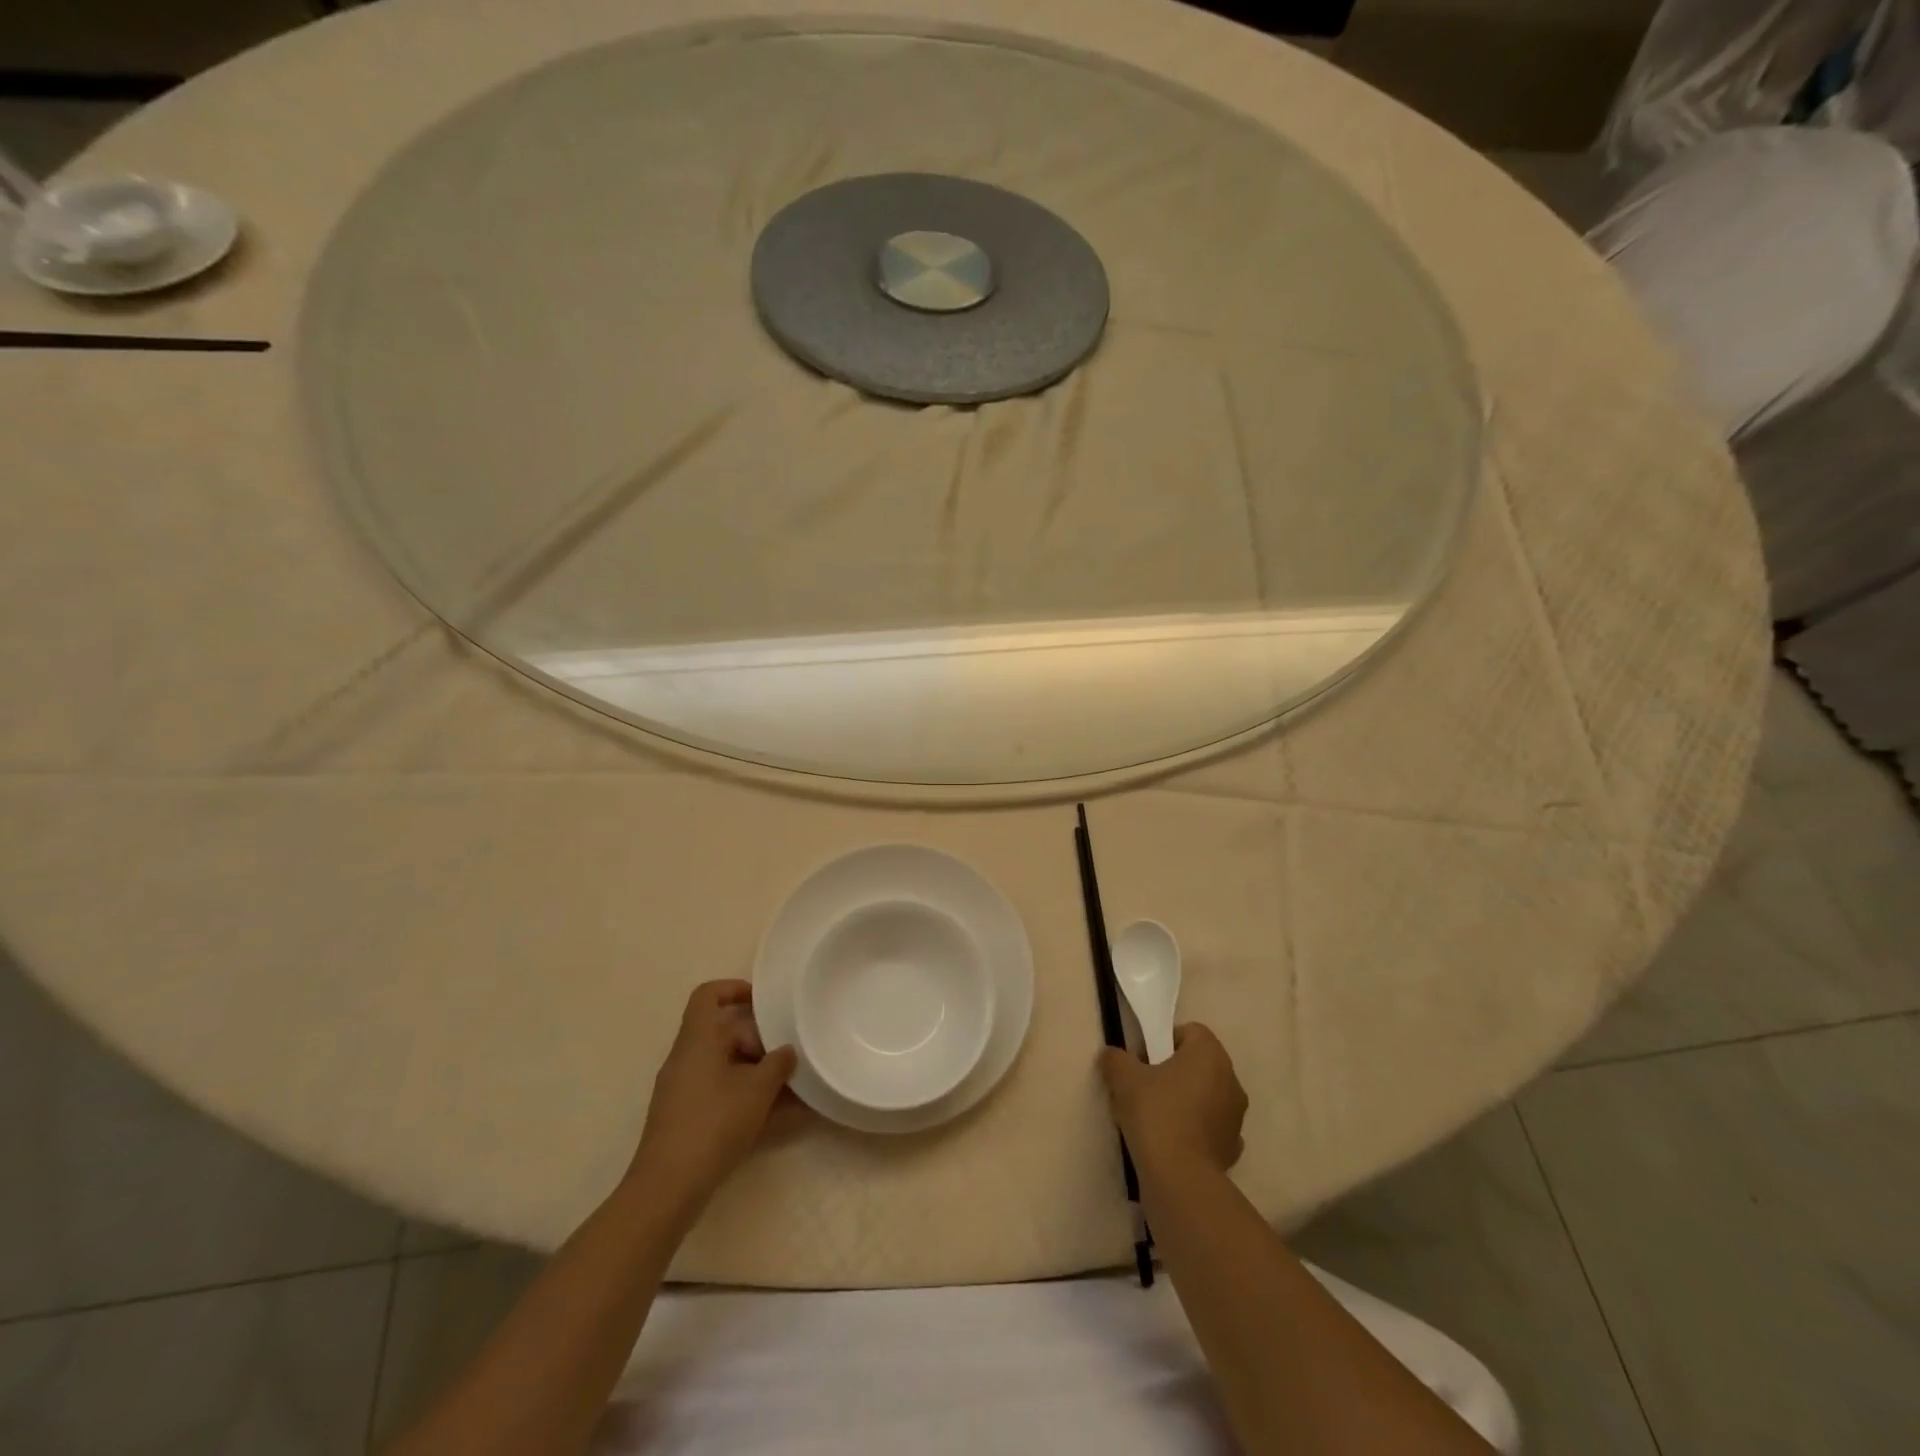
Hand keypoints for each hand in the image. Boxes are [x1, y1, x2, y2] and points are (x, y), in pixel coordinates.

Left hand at [629, 980, 799, 1211]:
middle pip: (725, 1033)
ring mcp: (685, 1090)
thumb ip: (777, 1064)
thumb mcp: (756, 1090)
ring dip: (760, 1075)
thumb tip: (786, 1052)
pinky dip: (750, 1099)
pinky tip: (785, 1118)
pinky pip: (724, 1095)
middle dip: (761, 1043)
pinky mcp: (688, 1118)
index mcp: (697, 1040)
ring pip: (728, 1067)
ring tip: (796, 1089)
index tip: (765, 1003)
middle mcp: (687, 1059)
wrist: (668, 1189)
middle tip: (790, 1059)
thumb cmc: (713, 1124)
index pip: (708, 996)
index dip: (735, 989)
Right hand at [1099, 1023, 1245, 1175]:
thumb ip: (1116, 1059)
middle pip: (1199, 1063)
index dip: (1163, 1040)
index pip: (1190, 1032)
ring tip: (1155, 1118)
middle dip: (1174, 1071)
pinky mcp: (1233, 1147)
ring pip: (1206, 1095)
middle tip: (1145, 1087)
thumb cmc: (1156, 1115)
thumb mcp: (1124, 1079)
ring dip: (1186, 1100)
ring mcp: (1235, 1116)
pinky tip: (1171, 1141)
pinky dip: (1194, 1129)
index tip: (1143, 1060)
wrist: (1181, 1179)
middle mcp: (1230, 1080)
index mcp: (1210, 1055)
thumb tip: (1111, 1055)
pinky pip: (1209, 1126)